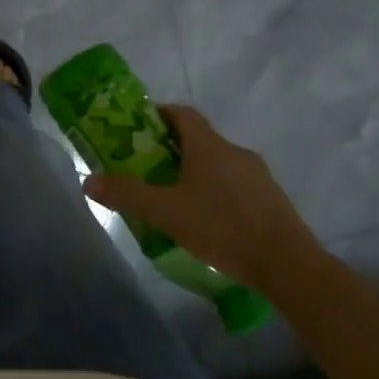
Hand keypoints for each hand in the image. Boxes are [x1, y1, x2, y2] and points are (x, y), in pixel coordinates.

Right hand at [83, 104, 320, 289]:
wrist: (288, 264)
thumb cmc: (221, 226)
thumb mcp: (165, 212)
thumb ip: (126, 194)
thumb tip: (89, 180)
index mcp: (208, 145)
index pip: (182, 113)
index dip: (159, 114)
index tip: (140, 128)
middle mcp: (235, 151)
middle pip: (199, 139)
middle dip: (173, 149)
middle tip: (149, 169)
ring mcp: (258, 176)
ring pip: (219, 164)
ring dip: (197, 173)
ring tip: (176, 199)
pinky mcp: (272, 200)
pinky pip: (237, 186)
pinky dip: (218, 193)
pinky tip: (208, 221)